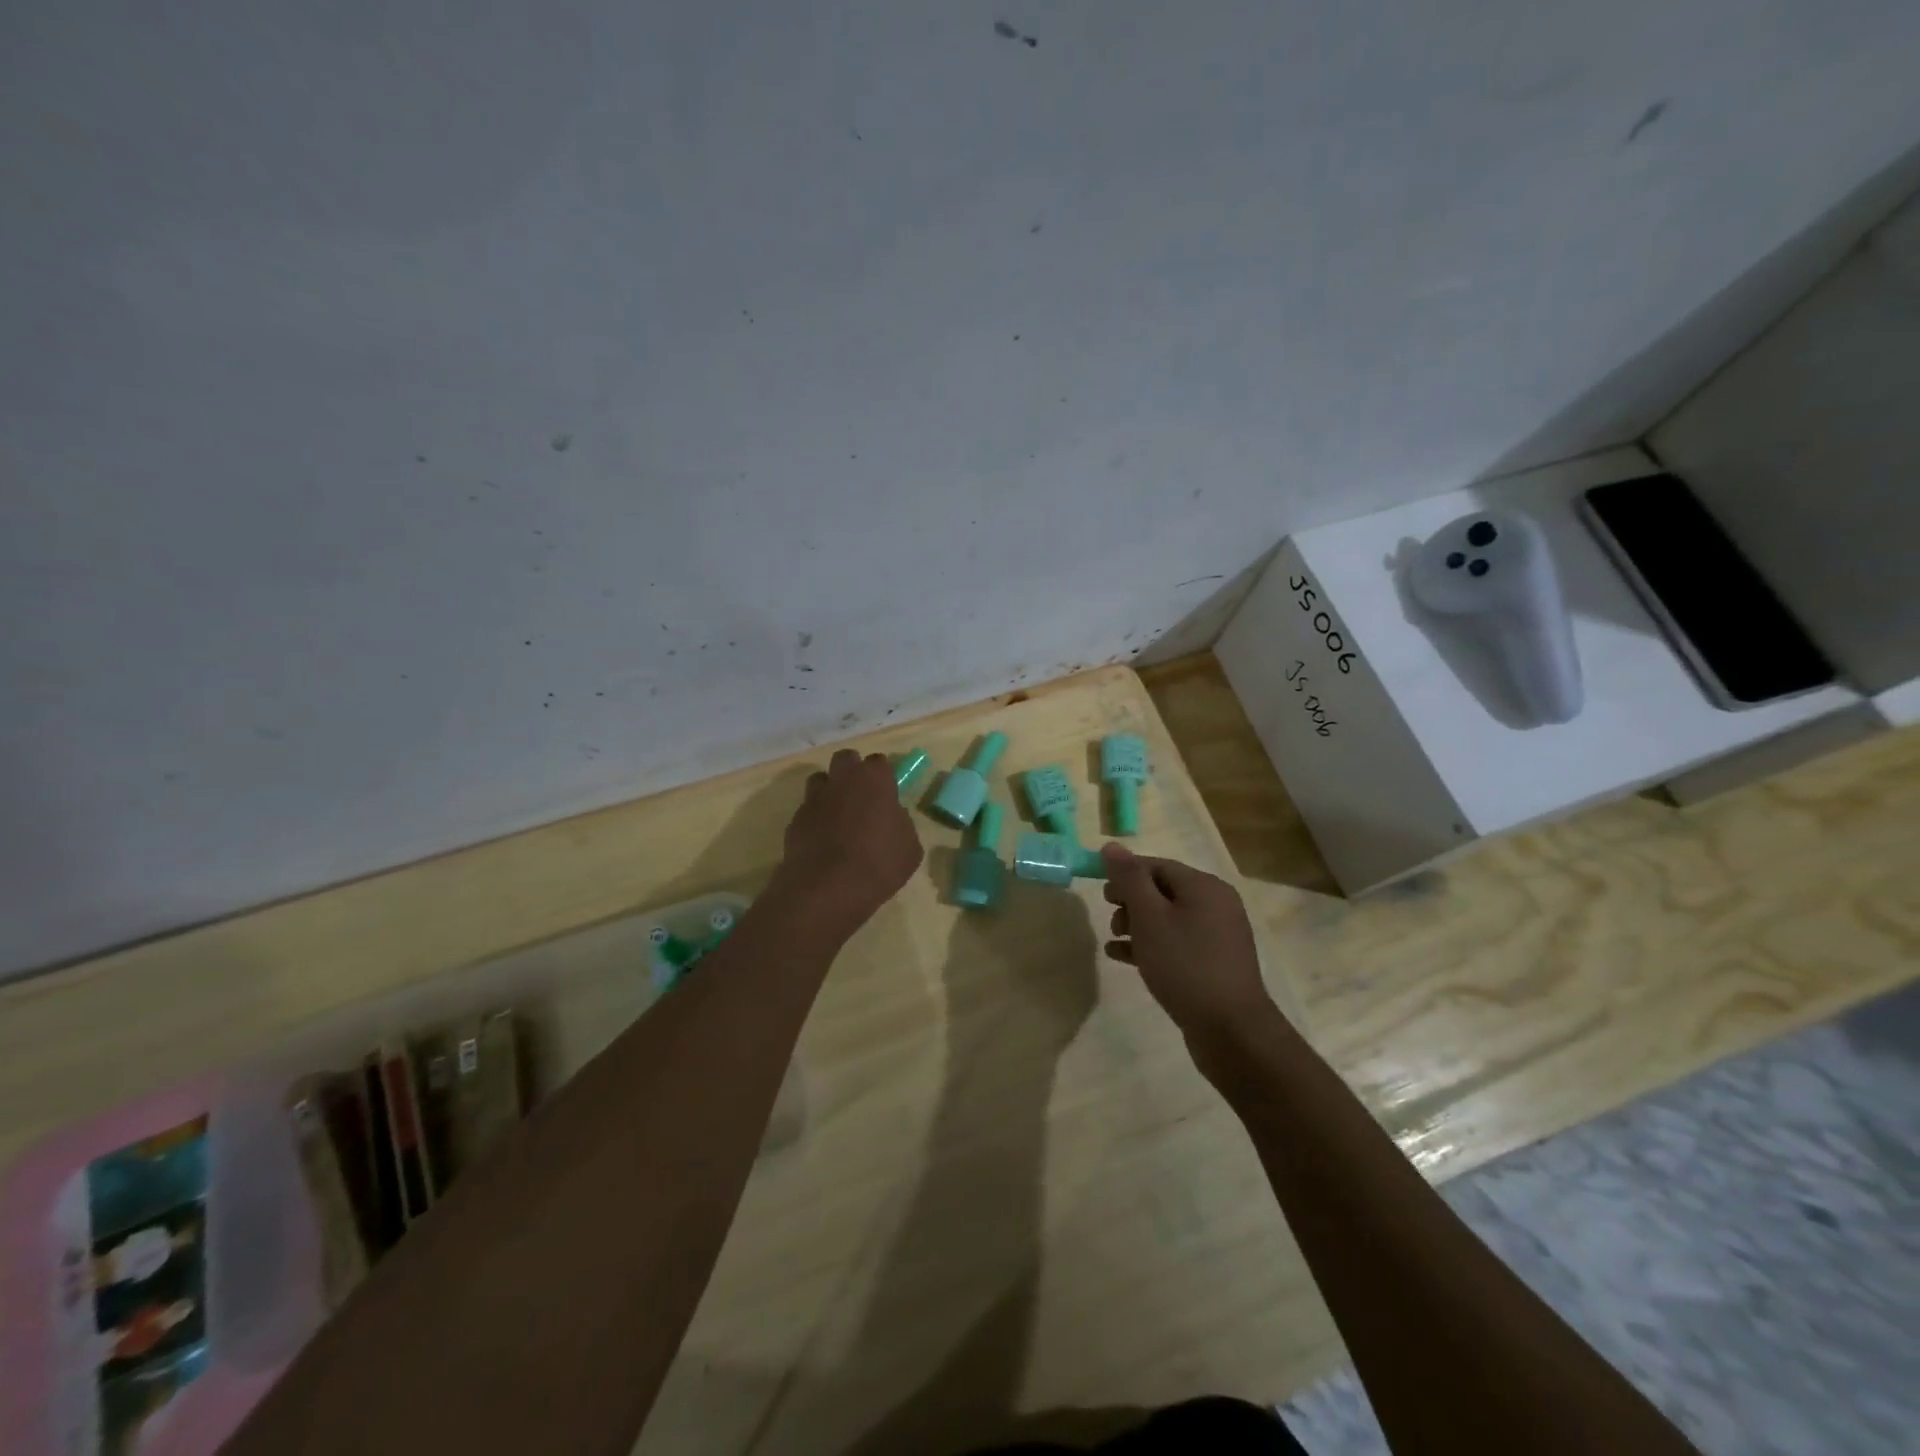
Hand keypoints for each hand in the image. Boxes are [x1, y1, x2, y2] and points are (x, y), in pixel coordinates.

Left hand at [773, 749, 923, 936]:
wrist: (828, 887)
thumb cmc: (879, 864)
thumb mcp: (909, 847)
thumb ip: (901, 824)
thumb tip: (892, 818)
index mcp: (874, 780)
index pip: (879, 762)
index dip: (883, 776)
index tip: (887, 793)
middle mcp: (842, 780)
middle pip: (845, 759)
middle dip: (852, 771)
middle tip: (861, 796)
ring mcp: (814, 798)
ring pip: (820, 780)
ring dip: (829, 791)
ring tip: (838, 816)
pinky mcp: (795, 819)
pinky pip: (807, 810)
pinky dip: (815, 819)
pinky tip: (822, 841)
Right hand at [1100, 844, 1275, 1039]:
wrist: (1231, 1031)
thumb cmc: (1185, 965)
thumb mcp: (1150, 917)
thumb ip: (1129, 879)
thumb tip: (1111, 845)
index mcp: (1204, 887)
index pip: (1157, 865)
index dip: (1126, 873)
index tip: (1100, 890)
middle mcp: (1216, 905)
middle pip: (1163, 890)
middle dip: (1131, 900)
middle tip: (1109, 917)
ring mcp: (1217, 936)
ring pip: (1168, 918)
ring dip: (1137, 923)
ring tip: (1114, 938)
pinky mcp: (1213, 963)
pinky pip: (1176, 943)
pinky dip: (1150, 944)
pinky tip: (1122, 956)